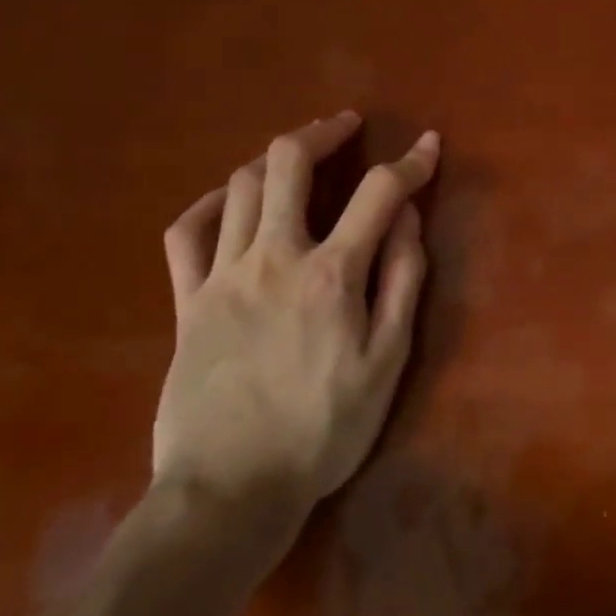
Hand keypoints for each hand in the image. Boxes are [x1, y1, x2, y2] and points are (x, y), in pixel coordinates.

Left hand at [152, 112, 437, 527]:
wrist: (230, 492)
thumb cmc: (323, 429)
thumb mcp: (387, 361)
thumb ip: (402, 282)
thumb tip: (407, 221)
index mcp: (332, 274)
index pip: (379, 193)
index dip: (410, 162)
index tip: (428, 145)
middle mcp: (274, 258)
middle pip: (290, 165)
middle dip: (322, 132)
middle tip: (346, 124)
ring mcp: (223, 276)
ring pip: (241, 187)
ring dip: (274, 158)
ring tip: (299, 155)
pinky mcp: (188, 302)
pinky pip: (186, 234)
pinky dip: (209, 204)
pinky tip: (228, 200)